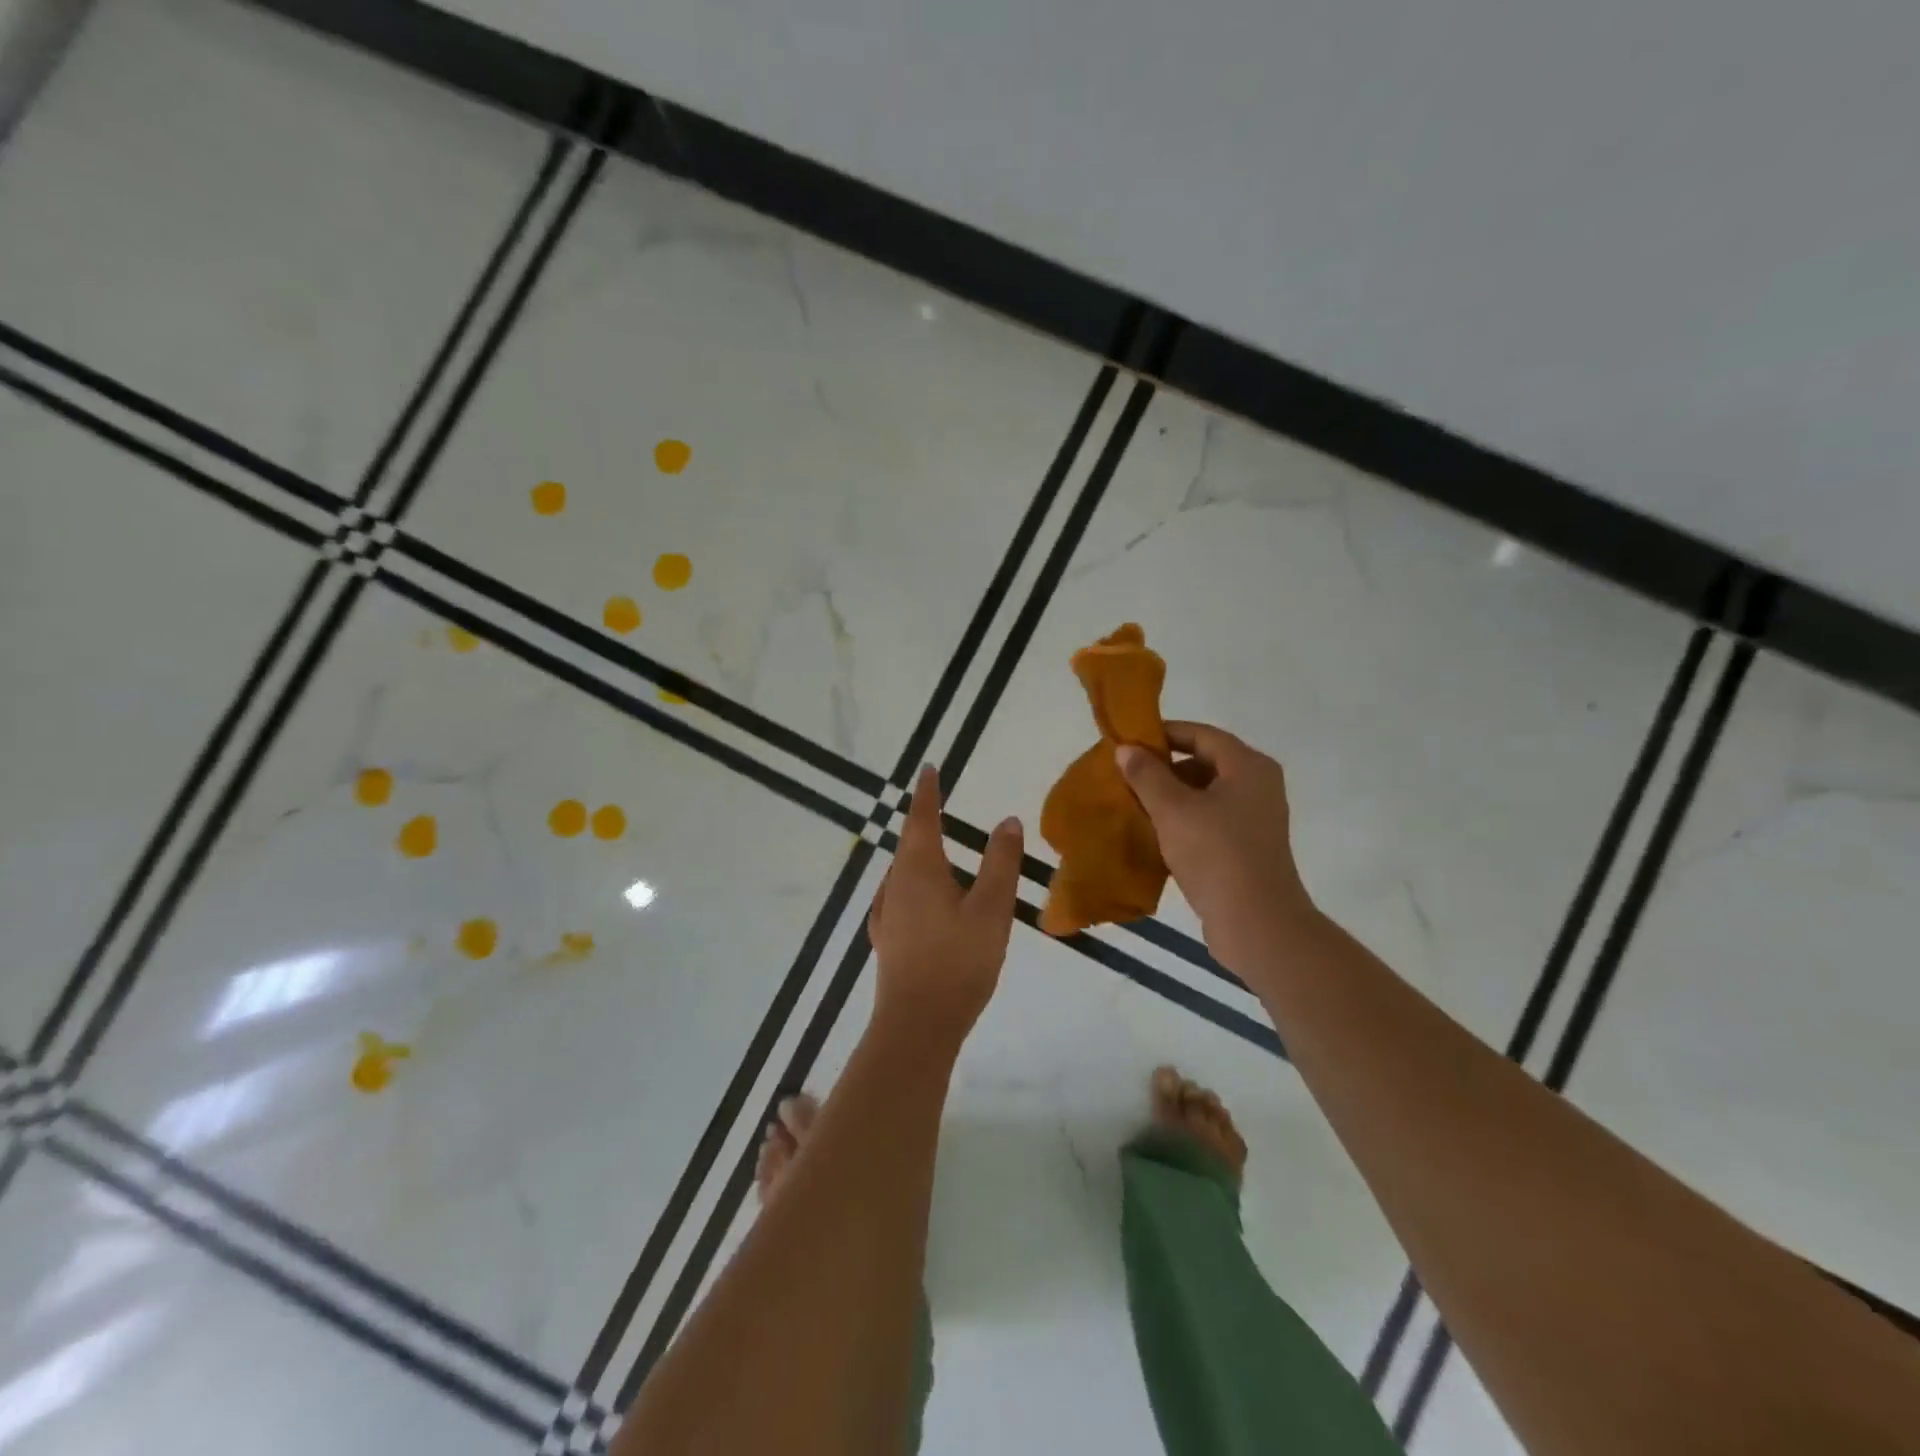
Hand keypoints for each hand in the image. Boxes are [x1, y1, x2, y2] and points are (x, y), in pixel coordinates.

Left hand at [868, 765, 1023, 1052]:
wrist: (917, 1024)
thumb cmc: (959, 961)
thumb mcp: (991, 908)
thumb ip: (1001, 863)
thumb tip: (1007, 820)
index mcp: (919, 869)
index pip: (921, 818)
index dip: (927, 792)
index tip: (928, 769)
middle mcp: (895, 884)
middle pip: (908, 843)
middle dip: (922, 820)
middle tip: (934, 803)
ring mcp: (886, 913)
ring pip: (902, 871)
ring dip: (917, 852)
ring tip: (933, 846)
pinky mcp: (887, 939)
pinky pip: (899, 895)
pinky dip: (913, 882)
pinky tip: (920, 898)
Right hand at [1116, 723, 1316, 975]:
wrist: (1256, 923)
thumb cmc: (1215, 854)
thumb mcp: (1173, 809)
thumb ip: (1147, 775)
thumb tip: (1126, 749)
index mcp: (1248, 766)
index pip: (1201, 734)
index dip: (1164, 734)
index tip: (1128, 743)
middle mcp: (1258, 785)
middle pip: (1205, 762)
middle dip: (1164, 768)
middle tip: (1127, 777)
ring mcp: (1255, 818)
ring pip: (1205, 794)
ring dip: (1171, 797)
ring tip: (1135, 805)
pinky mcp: (1246, 847)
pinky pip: (1210, 820)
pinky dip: (1183, 821)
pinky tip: (1155, 834)